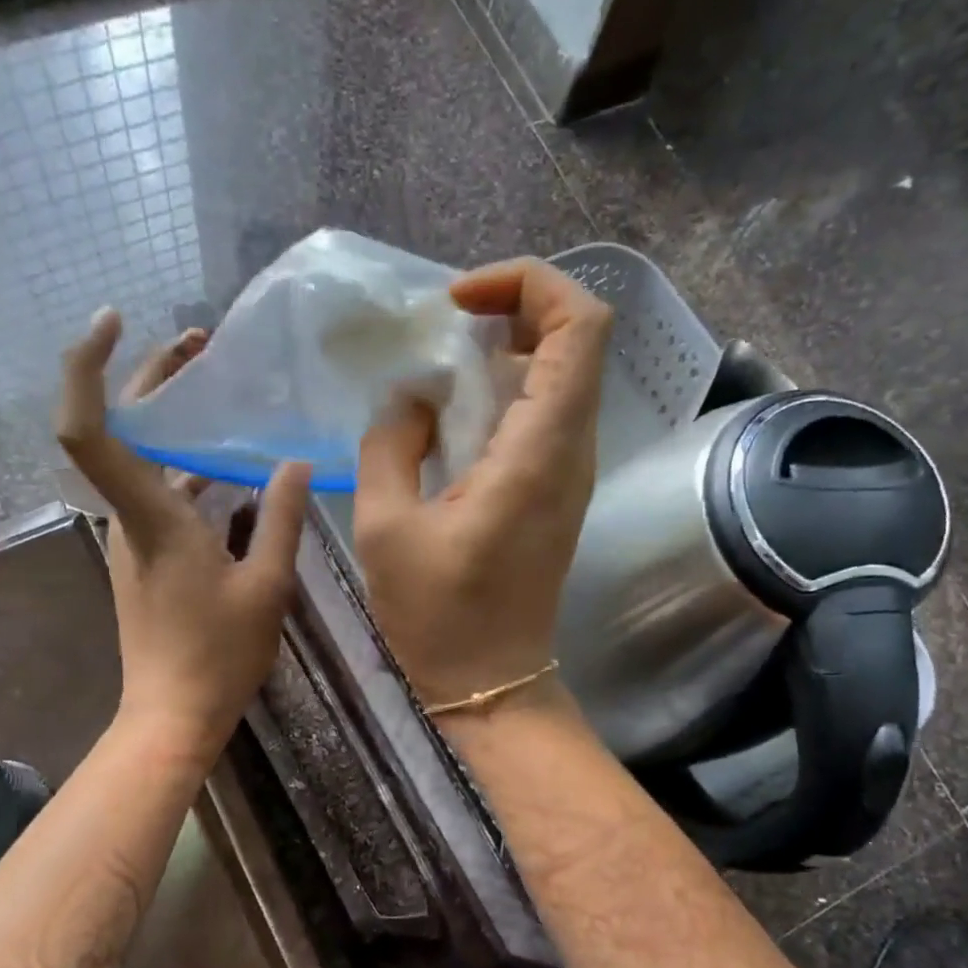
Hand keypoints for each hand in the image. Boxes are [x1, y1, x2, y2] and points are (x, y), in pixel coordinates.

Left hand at [57, 309, 310, 760]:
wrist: (173, 714)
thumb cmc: (219, 654)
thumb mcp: (268, 585)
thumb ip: (281, 518)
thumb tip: (294, 463)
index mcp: (153, 517)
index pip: (90, 429)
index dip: (88, 366)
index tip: (115, 319)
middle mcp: (129, 518)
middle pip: (118, 428)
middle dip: (151, 376)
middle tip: (199, 344)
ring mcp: (132, 539)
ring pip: (141, 461)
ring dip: (174, 423)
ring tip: (223, 394)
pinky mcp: (144, 558)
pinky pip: (158, 494)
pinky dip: (186, 467)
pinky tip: (231, 469)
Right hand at [354, 259, 611, 712]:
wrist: (491, 683)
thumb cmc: (438, 617)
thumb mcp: (386, 529)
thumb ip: (390, 446)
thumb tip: (412, 399)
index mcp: (538, 452)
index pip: (580, 325)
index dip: (529, 285)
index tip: (461, 303)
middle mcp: (571, 451)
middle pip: (578, 339)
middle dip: (516, 309)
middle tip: (448, 327)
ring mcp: (570, 473)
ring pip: (565, 375)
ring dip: (510, 351)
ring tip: (443, 366)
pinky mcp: (557, 493)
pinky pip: (547, 415)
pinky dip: (508, 392)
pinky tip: (455, 415)